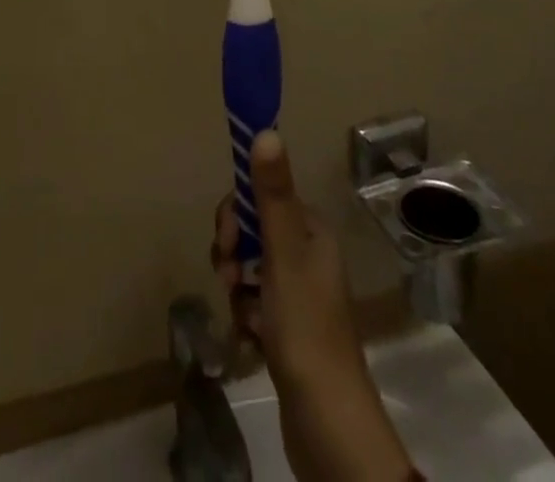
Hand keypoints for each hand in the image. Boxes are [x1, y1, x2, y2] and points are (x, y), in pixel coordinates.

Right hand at [215, 131, 416, 481]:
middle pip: (253, 232)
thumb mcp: (283, 254)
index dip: (237, 213)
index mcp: (312, 232)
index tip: (227, 240)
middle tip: (229, 279)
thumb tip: (266, 129)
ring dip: (236, 288)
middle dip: (233, 253)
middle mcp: (308, 256)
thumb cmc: (304, 328)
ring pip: (249, 270)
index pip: (262, 198)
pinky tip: (248, 340)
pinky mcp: (288, 329)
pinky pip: (253, 305)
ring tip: (240, 316)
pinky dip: (244, 317)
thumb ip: (272, 193)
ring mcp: (298, 295)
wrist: (327, 425)